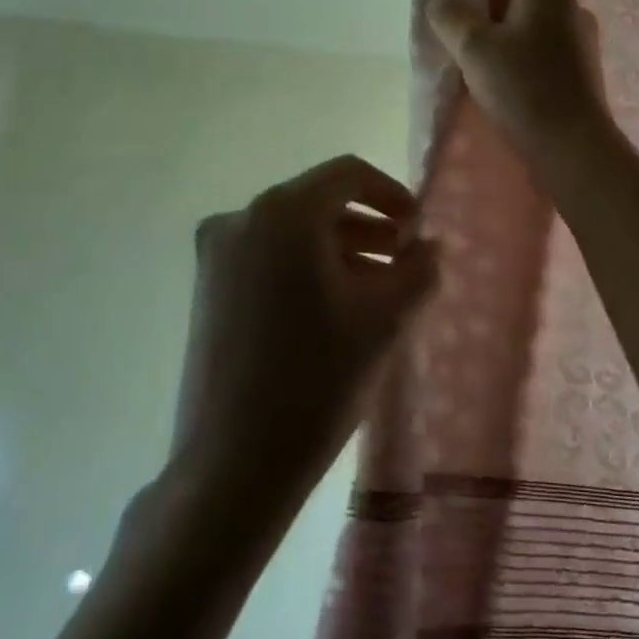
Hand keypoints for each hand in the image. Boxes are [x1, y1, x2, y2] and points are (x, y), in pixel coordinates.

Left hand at [173, 156, 438, 506]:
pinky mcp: (208, 288)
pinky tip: (336, 309)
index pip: (347, 174)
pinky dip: (308, 268)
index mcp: (283, 213)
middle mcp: (242, 219)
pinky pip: (269, 257)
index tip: (417, 230)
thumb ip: (418, 268)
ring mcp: (217, 255)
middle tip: (404, 263)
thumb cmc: (317, 379)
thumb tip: (430, 245)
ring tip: (378, 290)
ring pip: (294, 232)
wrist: (233, 464)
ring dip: (341, 249)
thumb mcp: (384, 319)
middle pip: (319, 202)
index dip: (391, 194)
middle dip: (369, 227)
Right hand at [427, 0, 610, 162]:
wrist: (575, 147)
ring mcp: (572, 30)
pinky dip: (509, 27)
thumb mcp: (476, 49)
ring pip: (525, 3)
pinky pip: (532, 29)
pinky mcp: (573, 59)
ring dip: (496, 0)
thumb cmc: (525, 90)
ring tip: (467, 4)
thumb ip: (453, 17)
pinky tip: (493, 45)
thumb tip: (445, 3)